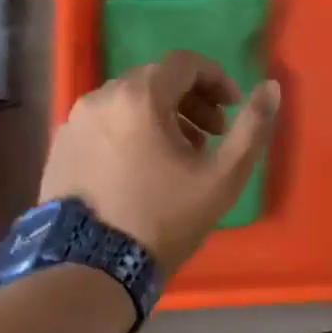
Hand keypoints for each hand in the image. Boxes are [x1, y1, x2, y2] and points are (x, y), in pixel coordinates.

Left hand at [40, 51, 280, 273]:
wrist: (90, 269)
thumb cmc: (163, 217)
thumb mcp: (222, 177)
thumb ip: (253, 127)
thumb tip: (271, 87)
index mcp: (139, 96)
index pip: (185, 63)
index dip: (217, 79)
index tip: (232, 109)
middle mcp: (101, 97)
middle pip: (156, 80)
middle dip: (191, 100)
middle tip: (211, 136)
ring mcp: (74, 122)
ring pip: (128, 101)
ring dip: (161, 116)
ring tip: (178, 156)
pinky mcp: (60, 147)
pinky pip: (104, 124)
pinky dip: (130, 132)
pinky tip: (141, 170)